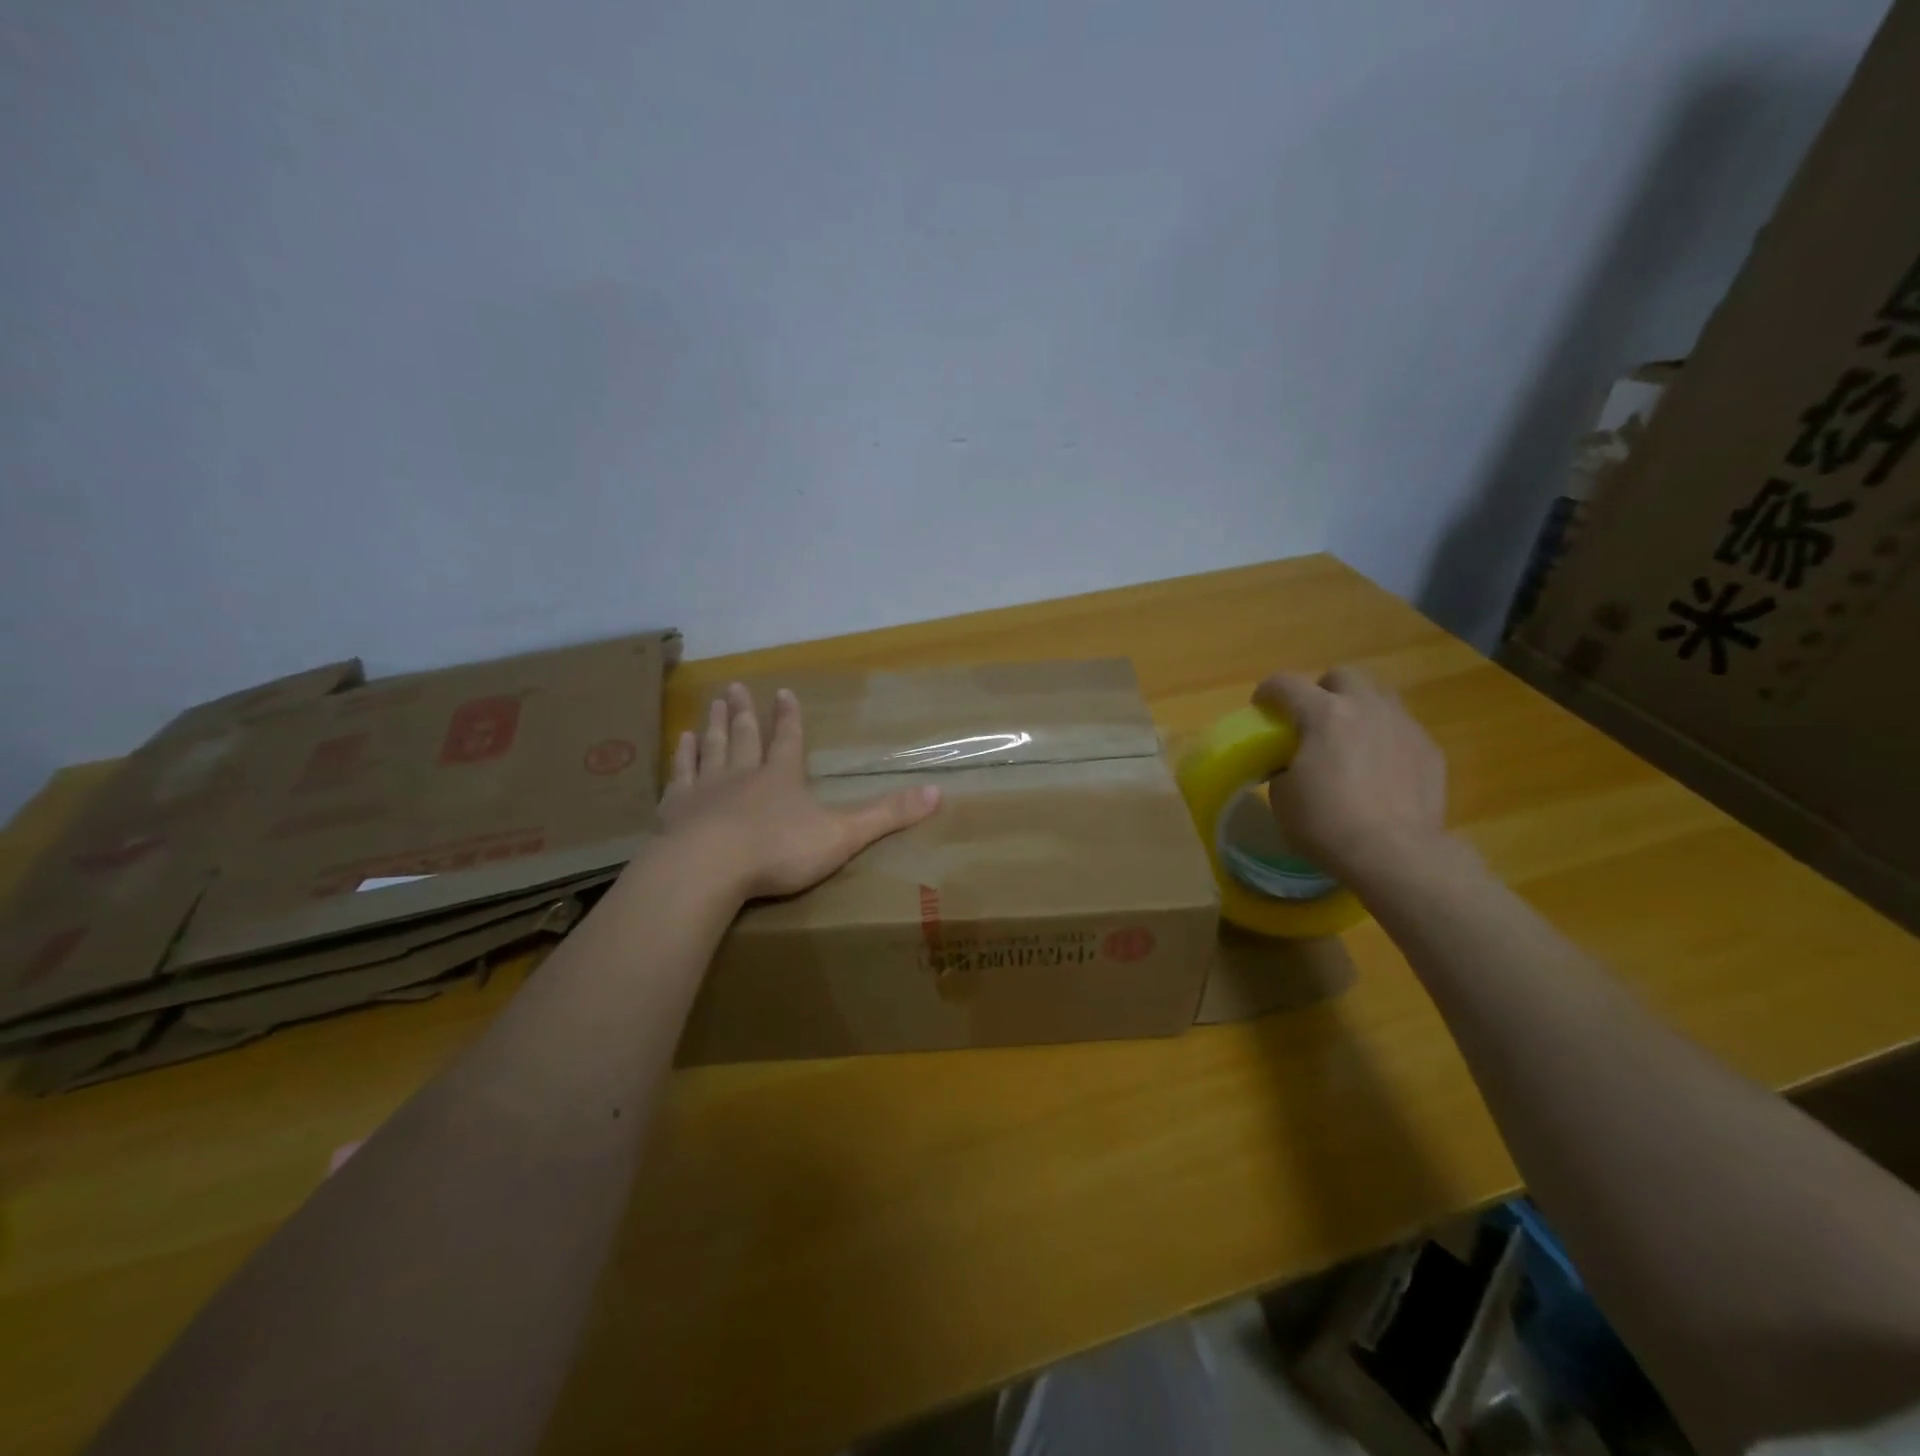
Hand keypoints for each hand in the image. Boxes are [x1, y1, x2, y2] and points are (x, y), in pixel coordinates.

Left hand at [659, 683, 942, 900]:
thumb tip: (939, 792)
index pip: (789, 740)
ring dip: (713, 725)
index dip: (789, 718)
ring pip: (711, 748)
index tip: (783, 693)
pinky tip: (680, 742)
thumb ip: (887, 815)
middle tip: (735, 687)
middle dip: (744, 712)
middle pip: (744, 736)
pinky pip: (679, 775)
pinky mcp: (675, 809)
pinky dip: (681, 757)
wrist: (710, 867)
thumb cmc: (779, 851)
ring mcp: (706, 789)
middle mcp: (743, 774)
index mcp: (782, 778)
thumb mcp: (843, 834)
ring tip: (711, 704)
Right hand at [1253, 666, 1449, 887]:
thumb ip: (1283, 766)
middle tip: (1311, 721)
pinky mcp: (1430, 750)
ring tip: (1350, 740)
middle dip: (1322, 691)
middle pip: (1341, 676)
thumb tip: (1291, 764)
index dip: (1267, 692)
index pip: (1285, 683)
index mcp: (1322, 714)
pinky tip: (1380, 770)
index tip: (1261, 708)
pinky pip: (1402, 729)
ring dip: (1359, 709)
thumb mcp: (1282, 796)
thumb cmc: (1326, 823)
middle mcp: (1366, 707)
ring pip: (1379, 696)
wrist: (1395, 854)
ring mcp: (1403, 725)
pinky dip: (1385, 739)